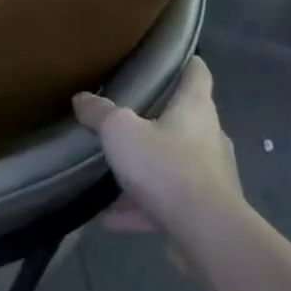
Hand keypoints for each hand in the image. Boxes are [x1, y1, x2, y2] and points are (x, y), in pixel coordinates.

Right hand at [73, 57, 245, 244]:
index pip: (197, 73)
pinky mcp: (202, 211)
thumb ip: (100, 113)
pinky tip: (110, 219)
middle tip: (128, 114)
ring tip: (114, 172)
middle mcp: (209, 137)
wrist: (206, 232)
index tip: (172, 57)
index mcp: (195, 109)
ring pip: (174, 164)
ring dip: (147, 168)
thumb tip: (82, 98)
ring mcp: (209, 176)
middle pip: (186, 119)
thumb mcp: (120, 132)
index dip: (186, 62)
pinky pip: (166, 203)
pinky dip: (141, 208)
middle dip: (160, 118)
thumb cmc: (166, 166)